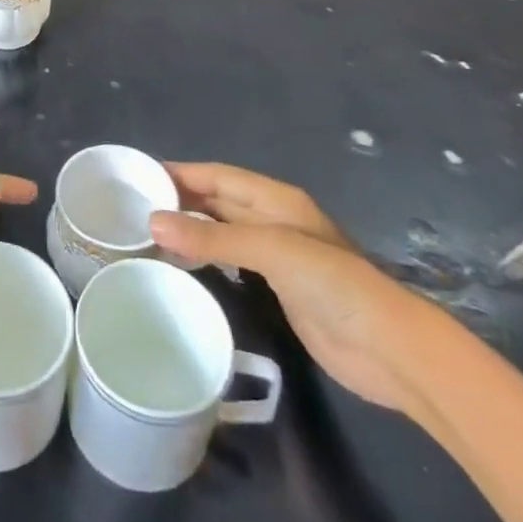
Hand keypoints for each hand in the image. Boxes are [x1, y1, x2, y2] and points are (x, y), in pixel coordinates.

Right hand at [149, 162, 438, 412]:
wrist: (388, 349)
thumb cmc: (332, 283)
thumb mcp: (271, 250)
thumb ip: (213, 237)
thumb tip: (153, 222)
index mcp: (276, 199)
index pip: (218, 176)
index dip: (181, 172)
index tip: (139, 174)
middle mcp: (274, 220)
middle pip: (220, 200)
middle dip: (181, 198)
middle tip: (134, 204)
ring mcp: (278, 256)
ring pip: (224, 230)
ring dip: (191, 228)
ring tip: (148, 231)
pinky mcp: (280, 289)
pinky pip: (232, 262)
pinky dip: (206, 257)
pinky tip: (183, 264)